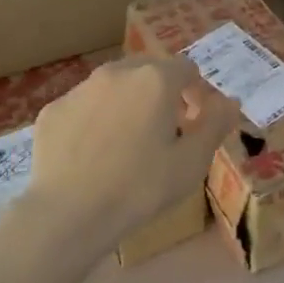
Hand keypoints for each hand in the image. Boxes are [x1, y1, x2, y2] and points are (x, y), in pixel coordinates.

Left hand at [25, 56, 239, 254]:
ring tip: (128, 142)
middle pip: (149, 70)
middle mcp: (117, 72)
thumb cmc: (140, 187)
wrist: (69, 213)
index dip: (197, 91)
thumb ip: (215, 124)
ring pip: (114, 85)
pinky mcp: (53, 110)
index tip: (196, 121)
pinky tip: (94, 153)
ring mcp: (80, 89)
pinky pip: (84, 106)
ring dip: (128, 102)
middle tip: (166, 129)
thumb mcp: (192, 162)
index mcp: (155, 79)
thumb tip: (230, 101)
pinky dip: (95, 119)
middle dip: (162, 92)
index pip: (186, 68)